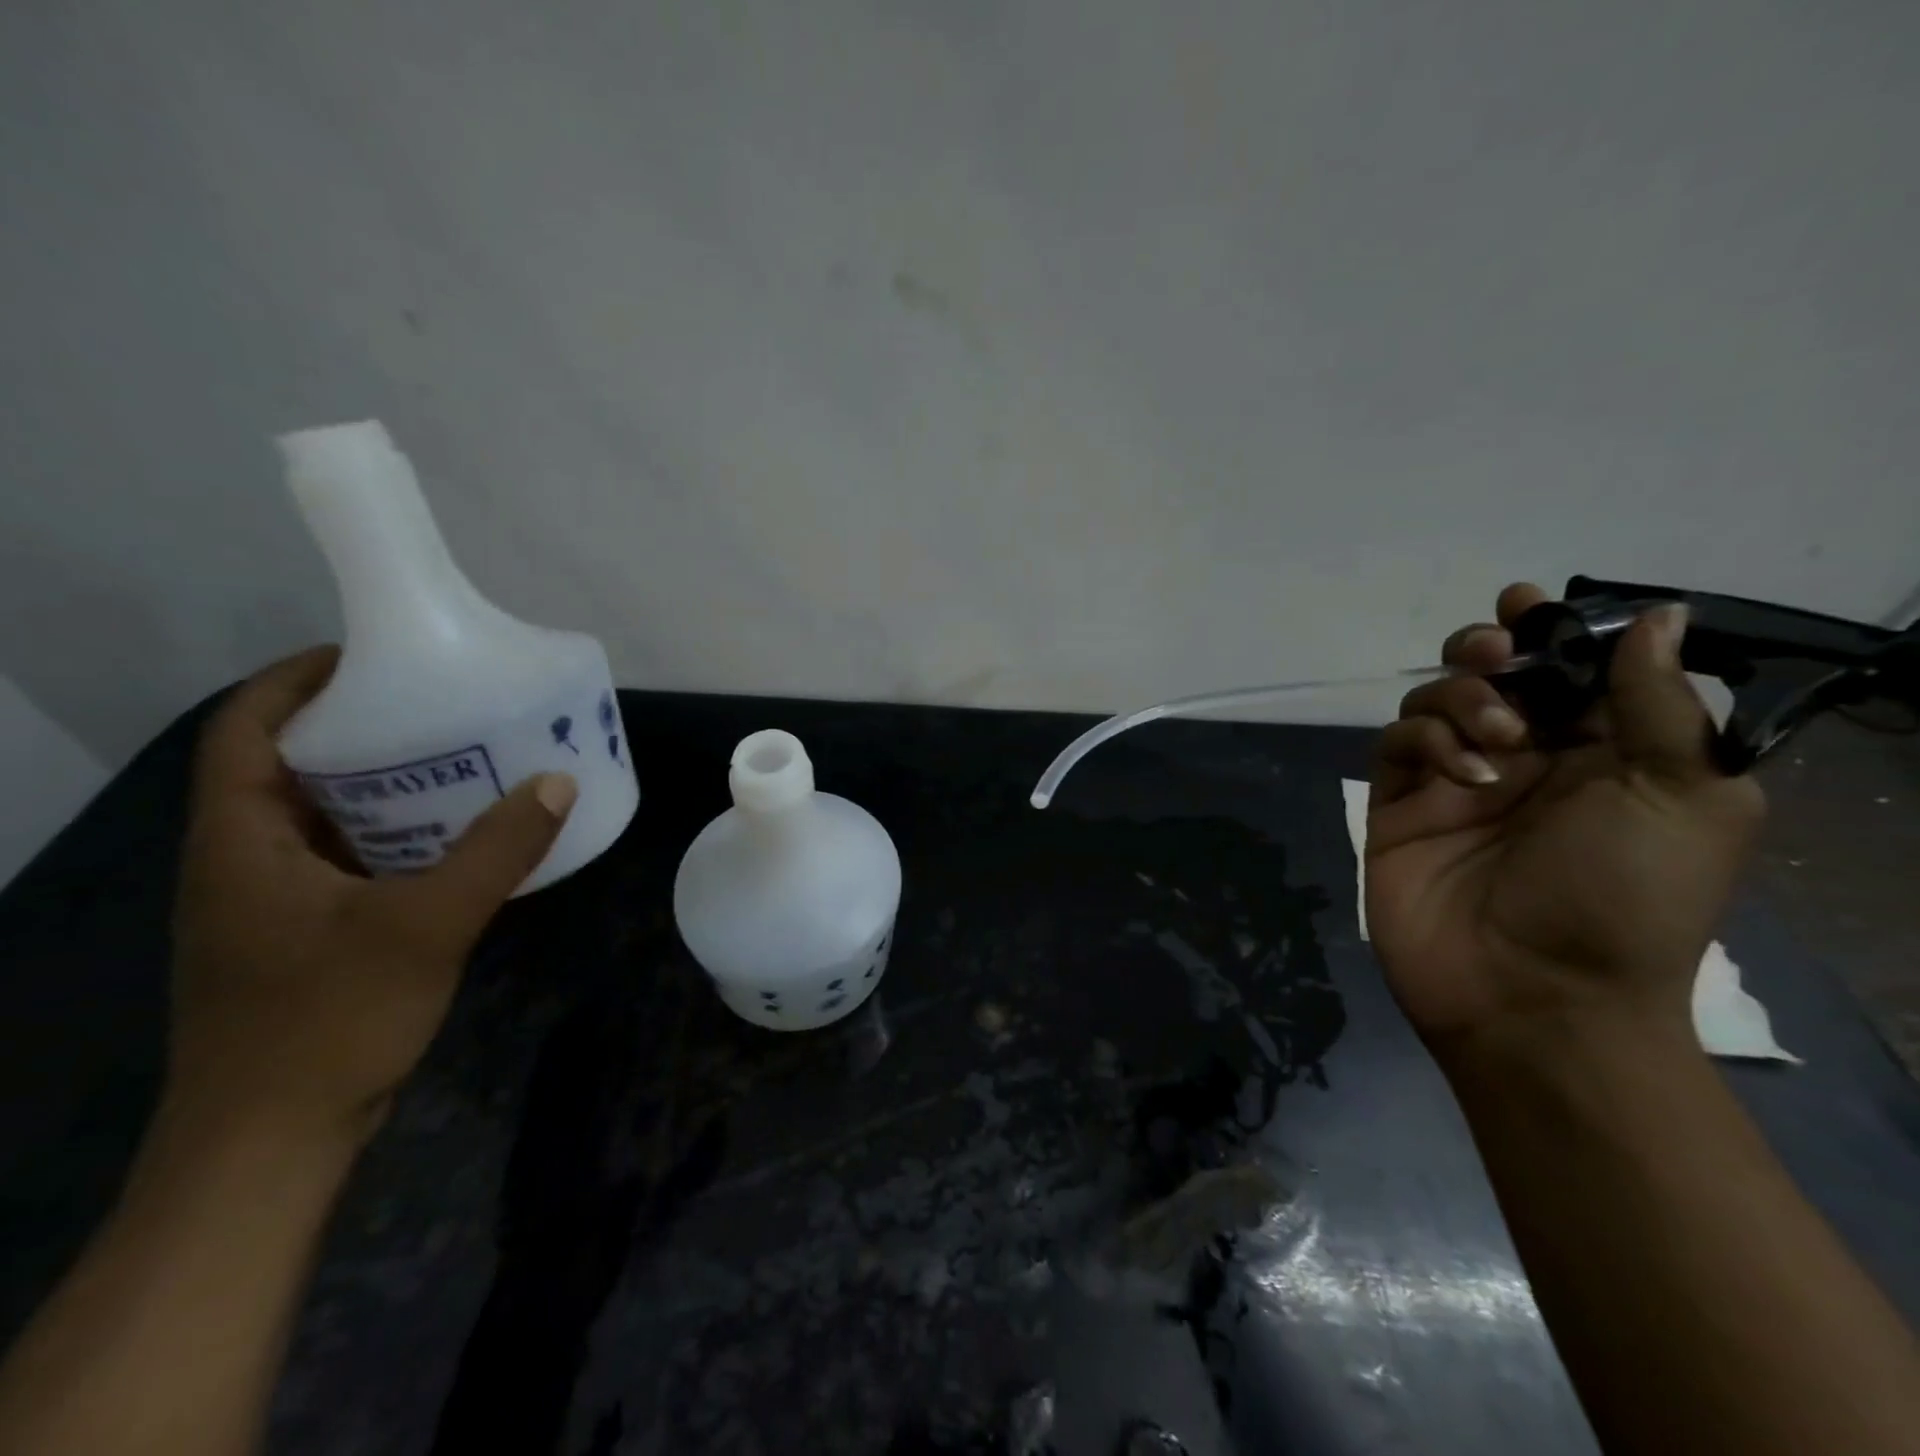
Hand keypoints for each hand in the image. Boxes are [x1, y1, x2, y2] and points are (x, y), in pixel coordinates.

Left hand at [167, 647, 576, 1148]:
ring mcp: (271, 901)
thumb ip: (495, 852)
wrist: (272, 1141)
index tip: (373, 657)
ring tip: (460, 759)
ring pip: (321, 815)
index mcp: (239, 842)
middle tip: (439, 705)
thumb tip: (556, 783)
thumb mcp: (425, 925)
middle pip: (287, 766)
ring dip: (383, 783)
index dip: (296, 681)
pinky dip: (395, 834)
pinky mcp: (303, 934)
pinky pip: (348, 858)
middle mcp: (243, 860)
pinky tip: (457, 838)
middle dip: (358, 727)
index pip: (243, 730)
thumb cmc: (327, 1020)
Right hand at [1365, 583, 1764, 1057]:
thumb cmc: (1627, 900)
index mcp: (1603, 753)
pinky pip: (1395, 744)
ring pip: (1434, 699)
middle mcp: (1526, 758)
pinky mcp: (1399, 805)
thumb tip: (1654, 616)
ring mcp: (1454, 781)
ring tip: (1499, 738)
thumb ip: (1661, 704)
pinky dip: (1425, 740)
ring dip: (1462, 696)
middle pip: (1488, 673)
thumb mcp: (1686, 798)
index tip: (1530, 605)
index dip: (1551, 629)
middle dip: (1487, 650)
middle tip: (1495, 652)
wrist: (1534, 995)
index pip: (1570, 669)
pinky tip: (1463, 774)